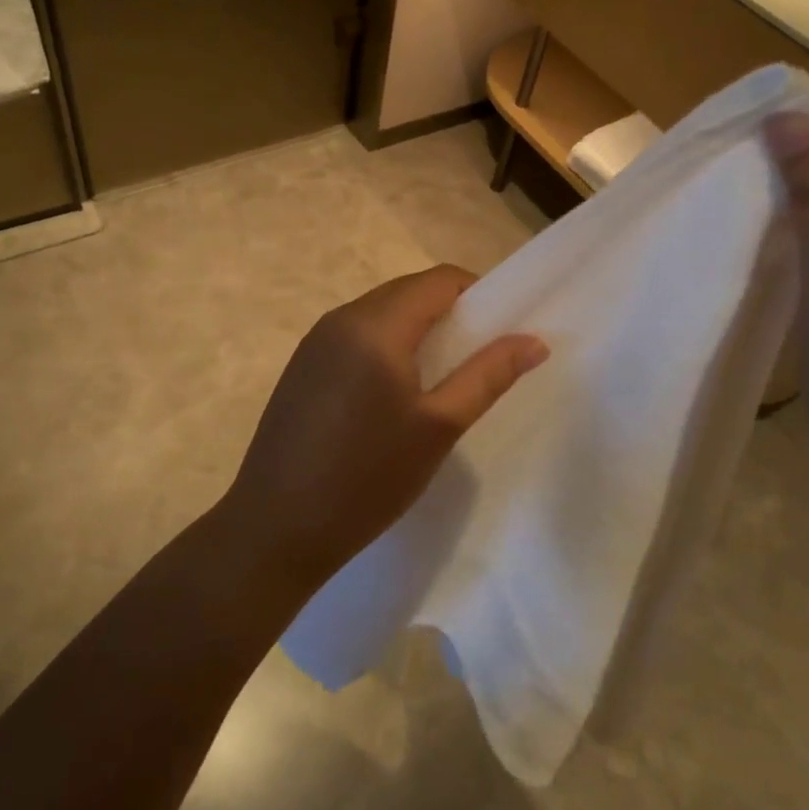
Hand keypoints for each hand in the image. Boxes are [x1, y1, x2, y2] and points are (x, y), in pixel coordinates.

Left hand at [223, 265, 547, 588]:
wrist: (274, 529)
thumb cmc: (367, 478)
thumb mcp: (439, 427)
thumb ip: (488, 375)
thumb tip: (534, 340)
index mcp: (376, 324)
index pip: (439, 280)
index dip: (478, 295)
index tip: (502, 330)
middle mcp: (341, 318)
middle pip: (408, 292)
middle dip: (449, 314)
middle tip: (476, 360)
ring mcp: (315, 342)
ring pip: (381, 313)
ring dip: (417, 331)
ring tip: (440, 380)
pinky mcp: (301, 367)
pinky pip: (355, 336)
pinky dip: (386, 347)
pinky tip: (392, 395)